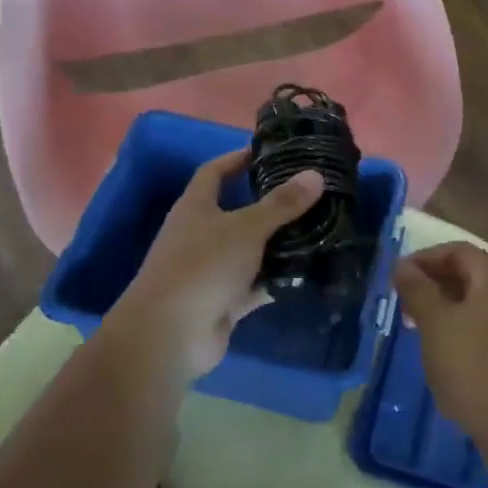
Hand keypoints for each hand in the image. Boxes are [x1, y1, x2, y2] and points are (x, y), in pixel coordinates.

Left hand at [111, 148, 323, 380]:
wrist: (169, 335)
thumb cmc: (202, 266)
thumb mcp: (246, 228)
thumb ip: (282, 204)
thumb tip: (315, 175)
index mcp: (196, 207)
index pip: (214, 172)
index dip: (237, 159)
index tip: (267, 152)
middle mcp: (200, 235)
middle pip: (237, 212)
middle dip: (269, 204)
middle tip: (307, 194)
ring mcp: (211, 270)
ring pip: (250, 250)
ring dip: (277, 244)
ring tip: (318, 229)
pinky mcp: (223, 301)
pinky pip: (255, 284)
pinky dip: (276, 279)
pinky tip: (307, 271)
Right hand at [394, 242, 487, 447]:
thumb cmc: (474, 367)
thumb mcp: (435, 324)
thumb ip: (417, 289)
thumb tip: (403, 265)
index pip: (458, 250)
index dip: (425, 258)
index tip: (397, 277)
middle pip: (469, 275)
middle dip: (433, 284)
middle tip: (403, 305)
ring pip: (476, 306)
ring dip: (444, 311)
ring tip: (417, 331)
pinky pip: (485, 331)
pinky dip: (460, 333)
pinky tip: (444, 358)